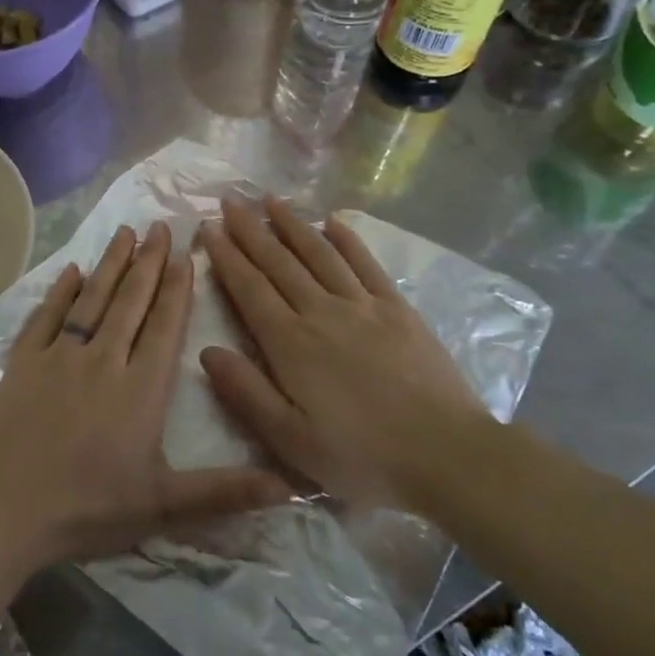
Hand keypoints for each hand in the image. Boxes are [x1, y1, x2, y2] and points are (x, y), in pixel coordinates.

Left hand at [0, 222, 291, 566]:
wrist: (3, 509)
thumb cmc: (87, 508)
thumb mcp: (163, 506)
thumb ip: (224, 491)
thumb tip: (290, 485)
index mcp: (140, 389)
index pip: (164, 326)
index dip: (177, 288)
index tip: (186, 253)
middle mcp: (102, 360)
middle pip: (130, 301)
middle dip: (148, 262)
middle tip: (160, 226)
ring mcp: (58, 357)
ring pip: (91, 300)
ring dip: (110, 265)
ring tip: (125, 232)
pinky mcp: (22, 363)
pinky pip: (45, 317)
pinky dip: (58, 292)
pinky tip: (69, 271)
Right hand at [197, 197, 495, 508]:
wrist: (448, 455)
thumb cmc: (362, 456)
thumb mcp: (291, 440)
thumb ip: (246, 393)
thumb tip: (207, 350)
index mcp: (291, 343)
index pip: (249, 288)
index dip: (227, 256)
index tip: (209, 227)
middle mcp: (322, 312)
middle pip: (279, 262)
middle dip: (251, 230)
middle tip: (230, 201)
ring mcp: (363, 306)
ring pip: (319, 254)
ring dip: (292, 224)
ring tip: (270, 200)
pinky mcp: (398, 309)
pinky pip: (366, 264)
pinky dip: (347, 240)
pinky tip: (333, 222)